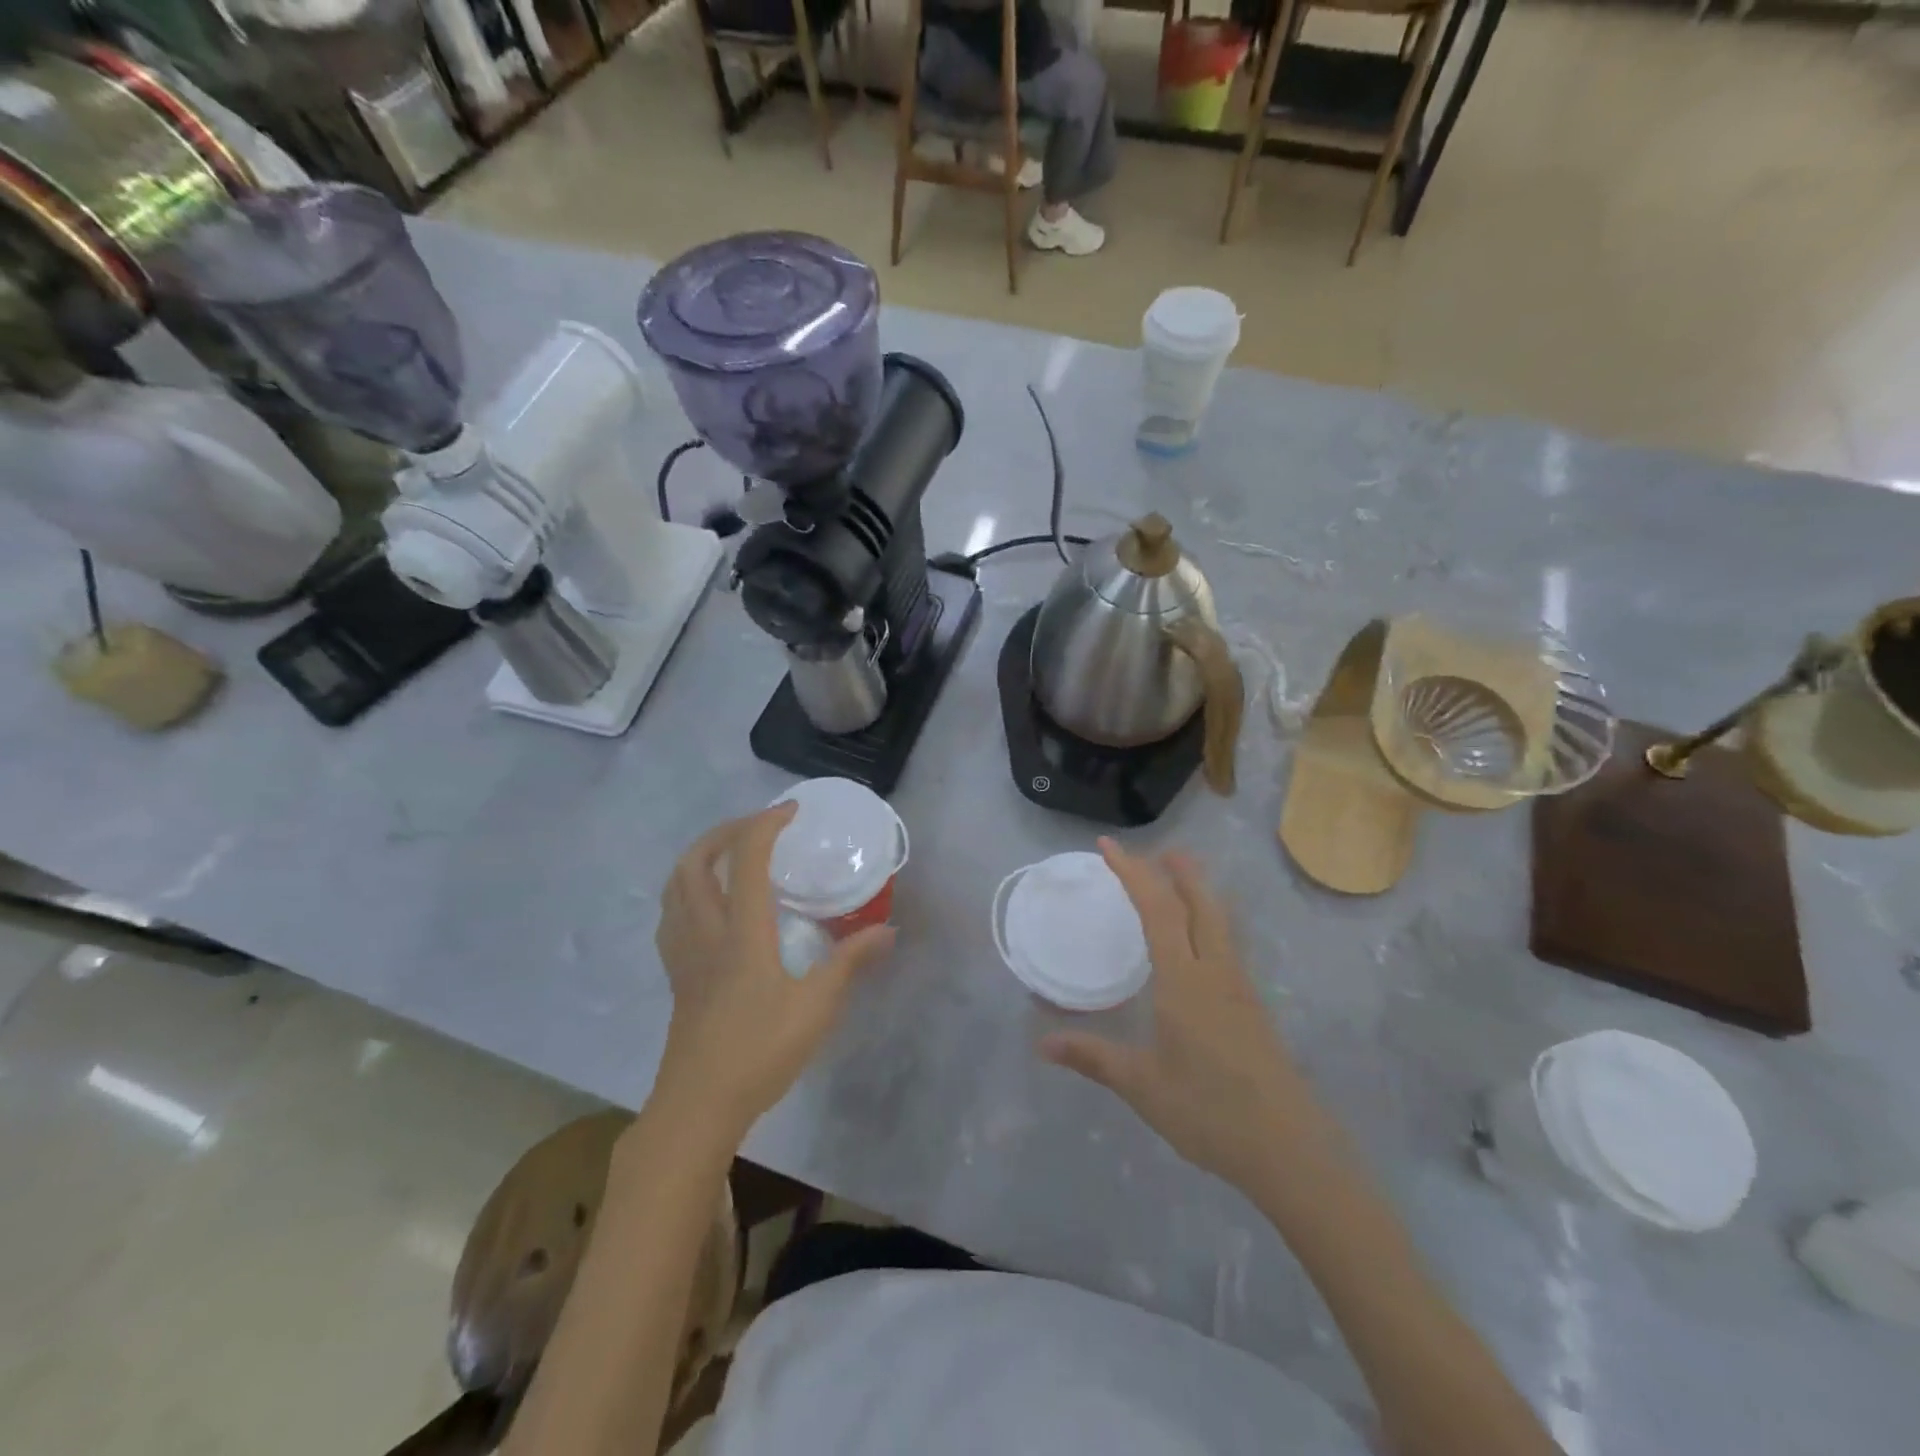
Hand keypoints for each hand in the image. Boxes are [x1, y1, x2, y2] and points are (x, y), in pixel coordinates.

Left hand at [654, 804, 895, 1136]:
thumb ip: (851, 962)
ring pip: (674, 888)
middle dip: (722, 832)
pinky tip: (708, 907)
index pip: (745, 859)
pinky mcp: (676, 977)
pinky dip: (686, 892)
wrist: (698, 1106)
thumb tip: (889, 930)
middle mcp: (705, 932)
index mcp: (741, 932)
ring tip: (729, 856)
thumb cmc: (760, 1052)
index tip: (791, 810)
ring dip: (699, 858)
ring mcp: (684, 955)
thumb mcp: (817, 1006)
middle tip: (755, 828)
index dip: (765, 824)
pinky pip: (671, 916)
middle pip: (694, 863)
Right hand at [1041, 839, 1319, 1190]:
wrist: (1290, 1150)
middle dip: (1177, 871)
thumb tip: (1042, 1043)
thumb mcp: (1142, 1085)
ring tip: (1182, 878)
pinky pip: (1228, 944)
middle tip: (1158, 850)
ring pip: (1220, 921)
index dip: (1132, 873)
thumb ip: (1092, 1057)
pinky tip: (1203, 941)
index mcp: (1184, 980)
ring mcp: (1241, 988)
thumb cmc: (1209, 1111)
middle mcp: (1215, 971)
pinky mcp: (1254, 1007)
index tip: (1109, 847)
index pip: (1157, 909)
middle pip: (1200, 903)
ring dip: (1199, 892)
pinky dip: (1210, 921)